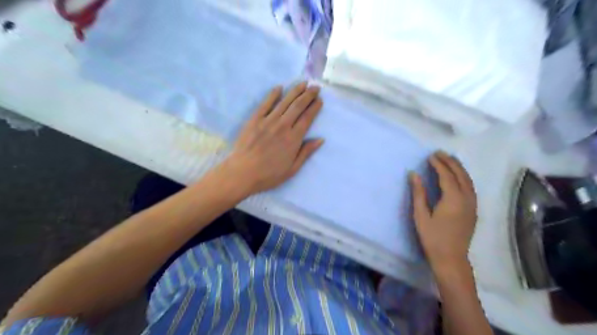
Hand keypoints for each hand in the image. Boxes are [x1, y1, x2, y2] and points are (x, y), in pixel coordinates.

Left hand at [219, 83, 321, 196]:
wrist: (242, 173)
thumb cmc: (269, 175)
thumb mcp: (292, 169)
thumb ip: (306, 152)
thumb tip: (320, 139)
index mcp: (293, 139)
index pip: (307, 118)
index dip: (314, 107)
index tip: (319, 100)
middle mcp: (283, 126)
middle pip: (298, 106)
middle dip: (308, 95)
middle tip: (315, 87)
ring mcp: (268, 121)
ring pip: (284, 102)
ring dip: (295, 91)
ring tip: (303, 83)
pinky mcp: (255, 119)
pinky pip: (265, 104)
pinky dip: (273, 94)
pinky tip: (279, 87)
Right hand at [409, 151, 478, 271]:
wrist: (451, 258)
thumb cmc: (432, 237)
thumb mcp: (421, 215)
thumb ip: (418, 193)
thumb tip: (414, 174)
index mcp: (453, 199)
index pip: (446, 175)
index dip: (438, 164)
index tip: (430, 156)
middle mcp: (466, 199)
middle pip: (460, 174)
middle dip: (450, 162)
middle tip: (439, 153)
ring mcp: (472, 204)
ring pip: (468, 180)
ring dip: (458, 168)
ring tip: (449, 159)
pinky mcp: (474, 210)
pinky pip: (470, 187)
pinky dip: (464, 177)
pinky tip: (458, 176)